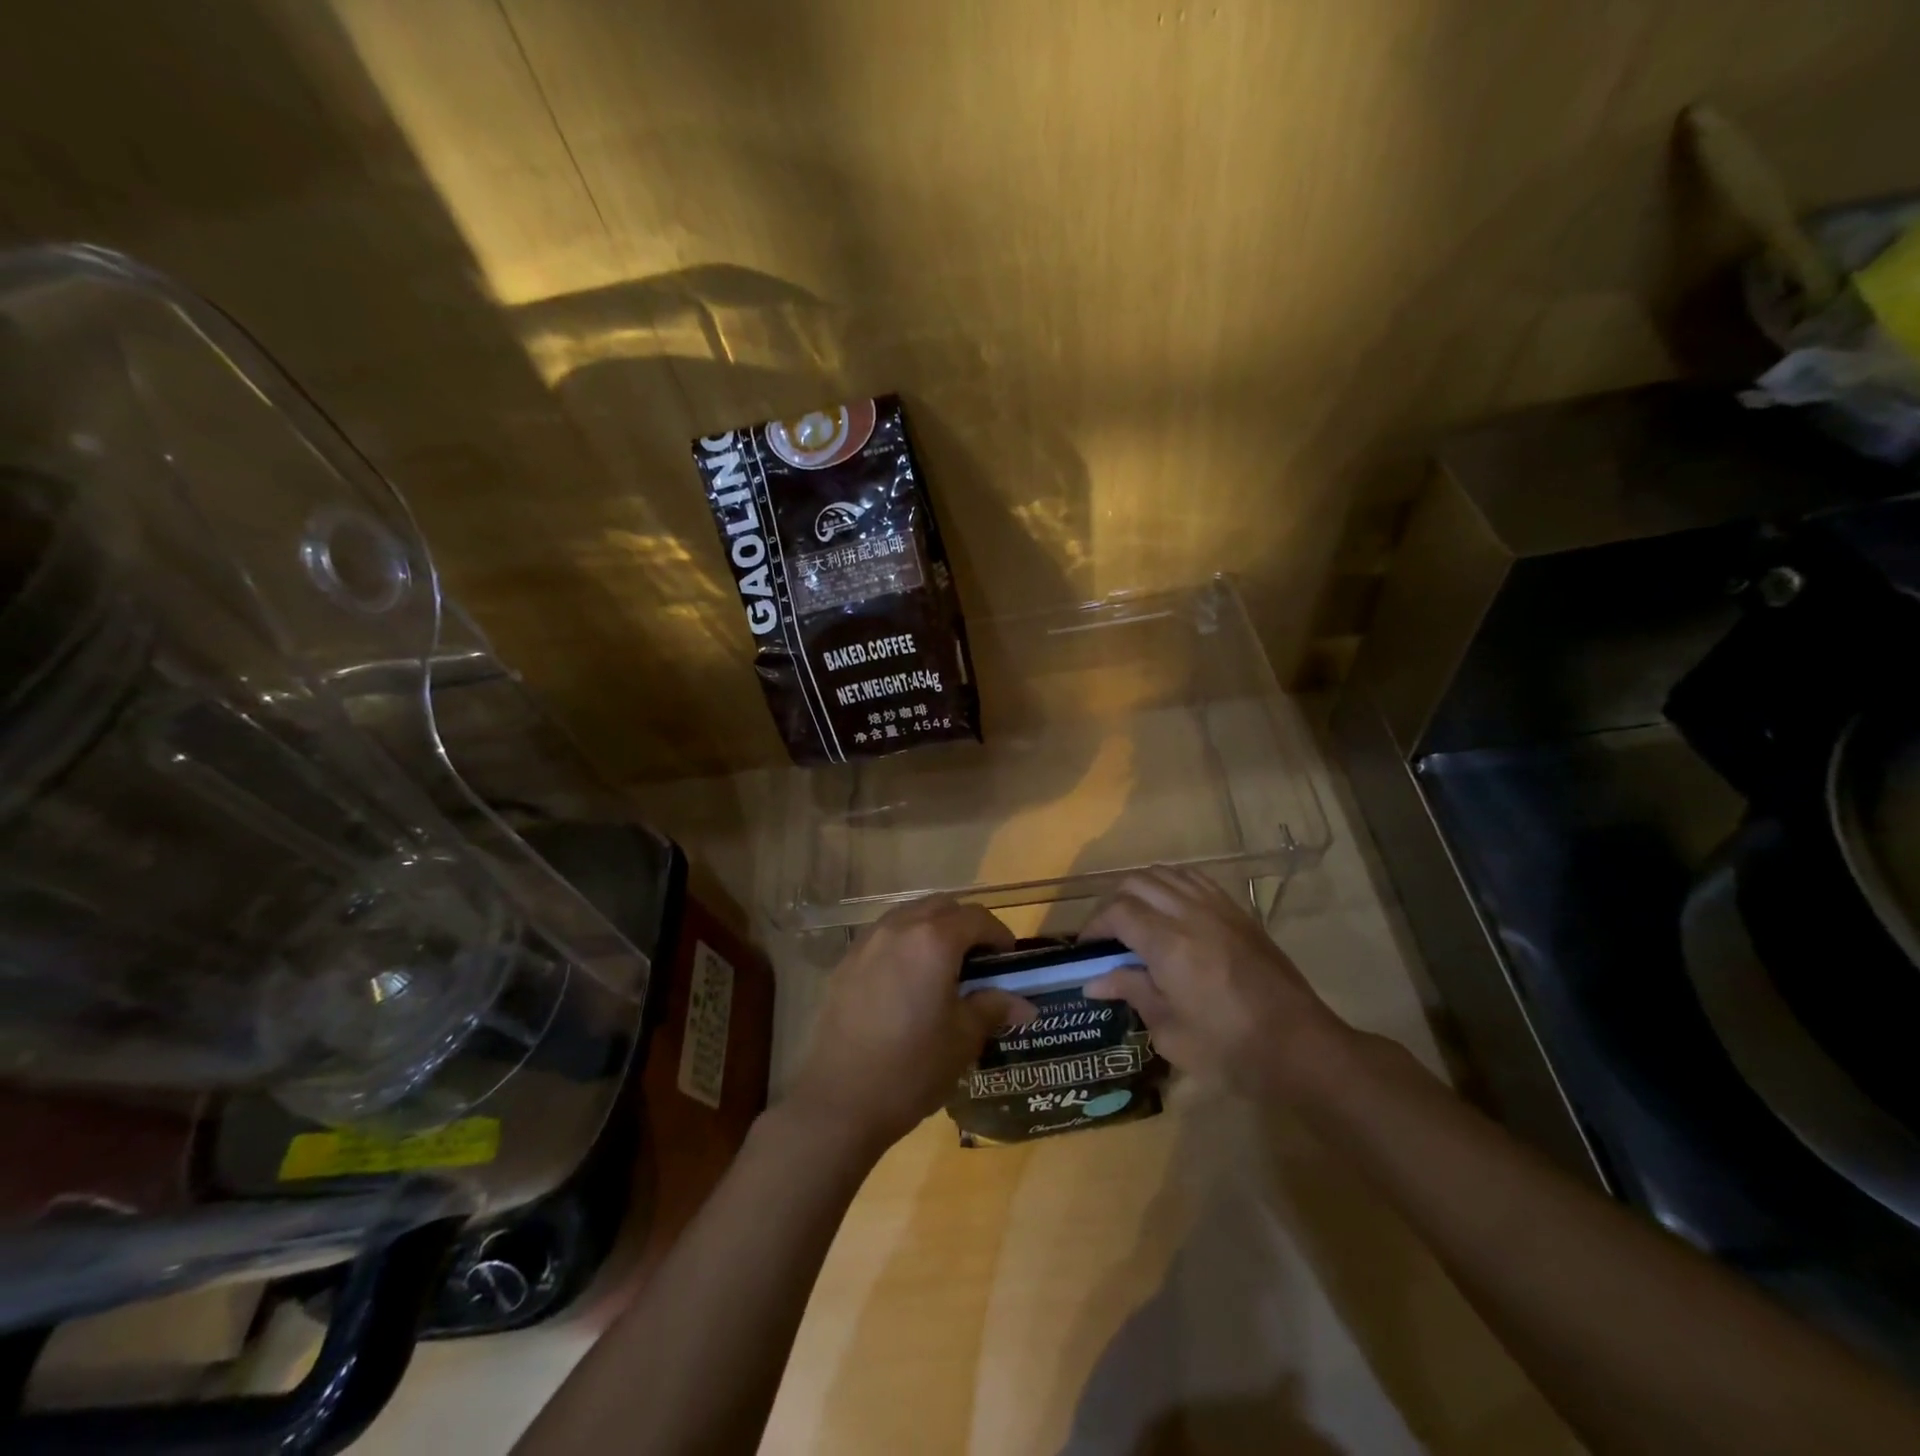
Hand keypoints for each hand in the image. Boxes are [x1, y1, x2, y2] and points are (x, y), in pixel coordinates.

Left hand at [786, 896, 1035, 1153]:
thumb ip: (993, 1008)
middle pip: (942, 907)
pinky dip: (906, 943)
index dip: (999, 935)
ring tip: (945, 968)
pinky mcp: (846, 962)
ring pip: (910, 915)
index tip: (1008, 961)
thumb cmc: (912, 1067)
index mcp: (933, 940)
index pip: (977, 918)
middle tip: (980, 962)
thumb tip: (1024, 1004)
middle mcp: (899, 928)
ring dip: (933, 929)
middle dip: (966, 926)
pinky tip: (909, 981)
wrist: (840, 1101)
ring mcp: (868, 942)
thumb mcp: (964, 1039)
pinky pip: (885, 936)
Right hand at [1081, 867, 1353, 1100]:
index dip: (1094, 925)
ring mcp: (1218, 908)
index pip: (1117, 912)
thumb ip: (1132, 993)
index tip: (1086, 950)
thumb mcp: (1170, 1032)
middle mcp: (1190, 914)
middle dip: (1112, 904)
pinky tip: (1169, 908)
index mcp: (1168, 944)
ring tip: (1134, 919)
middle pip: (1136, 883)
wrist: (1300, 1048)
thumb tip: (1095, 980)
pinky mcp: (1238, 912)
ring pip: (1165, 873)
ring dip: (1141, 889)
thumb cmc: (1229, 1050)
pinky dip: (1171, 884)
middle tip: (1107, 936)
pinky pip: (1194, 879)